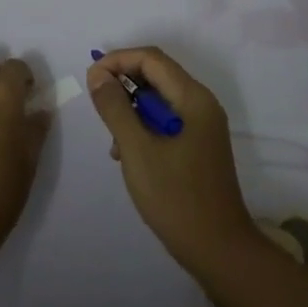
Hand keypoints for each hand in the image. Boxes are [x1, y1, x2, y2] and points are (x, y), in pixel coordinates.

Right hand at [87, 46, 257, 271]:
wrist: (217, 248)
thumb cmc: (175, 196)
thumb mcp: (137, 150)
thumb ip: (115, 108)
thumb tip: (98, 74)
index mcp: (193, 98)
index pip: (152, 58)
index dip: (118, 60)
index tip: (90, 79)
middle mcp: (202, 104)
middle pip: (157, 75)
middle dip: (123, 84)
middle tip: (98, 109)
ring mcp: (202, 126)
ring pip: (159, 100)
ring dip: (131, 110)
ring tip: (113, 141)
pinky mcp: (198, 146)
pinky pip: (166, 121)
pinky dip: (143, 128)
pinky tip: (127, 155)